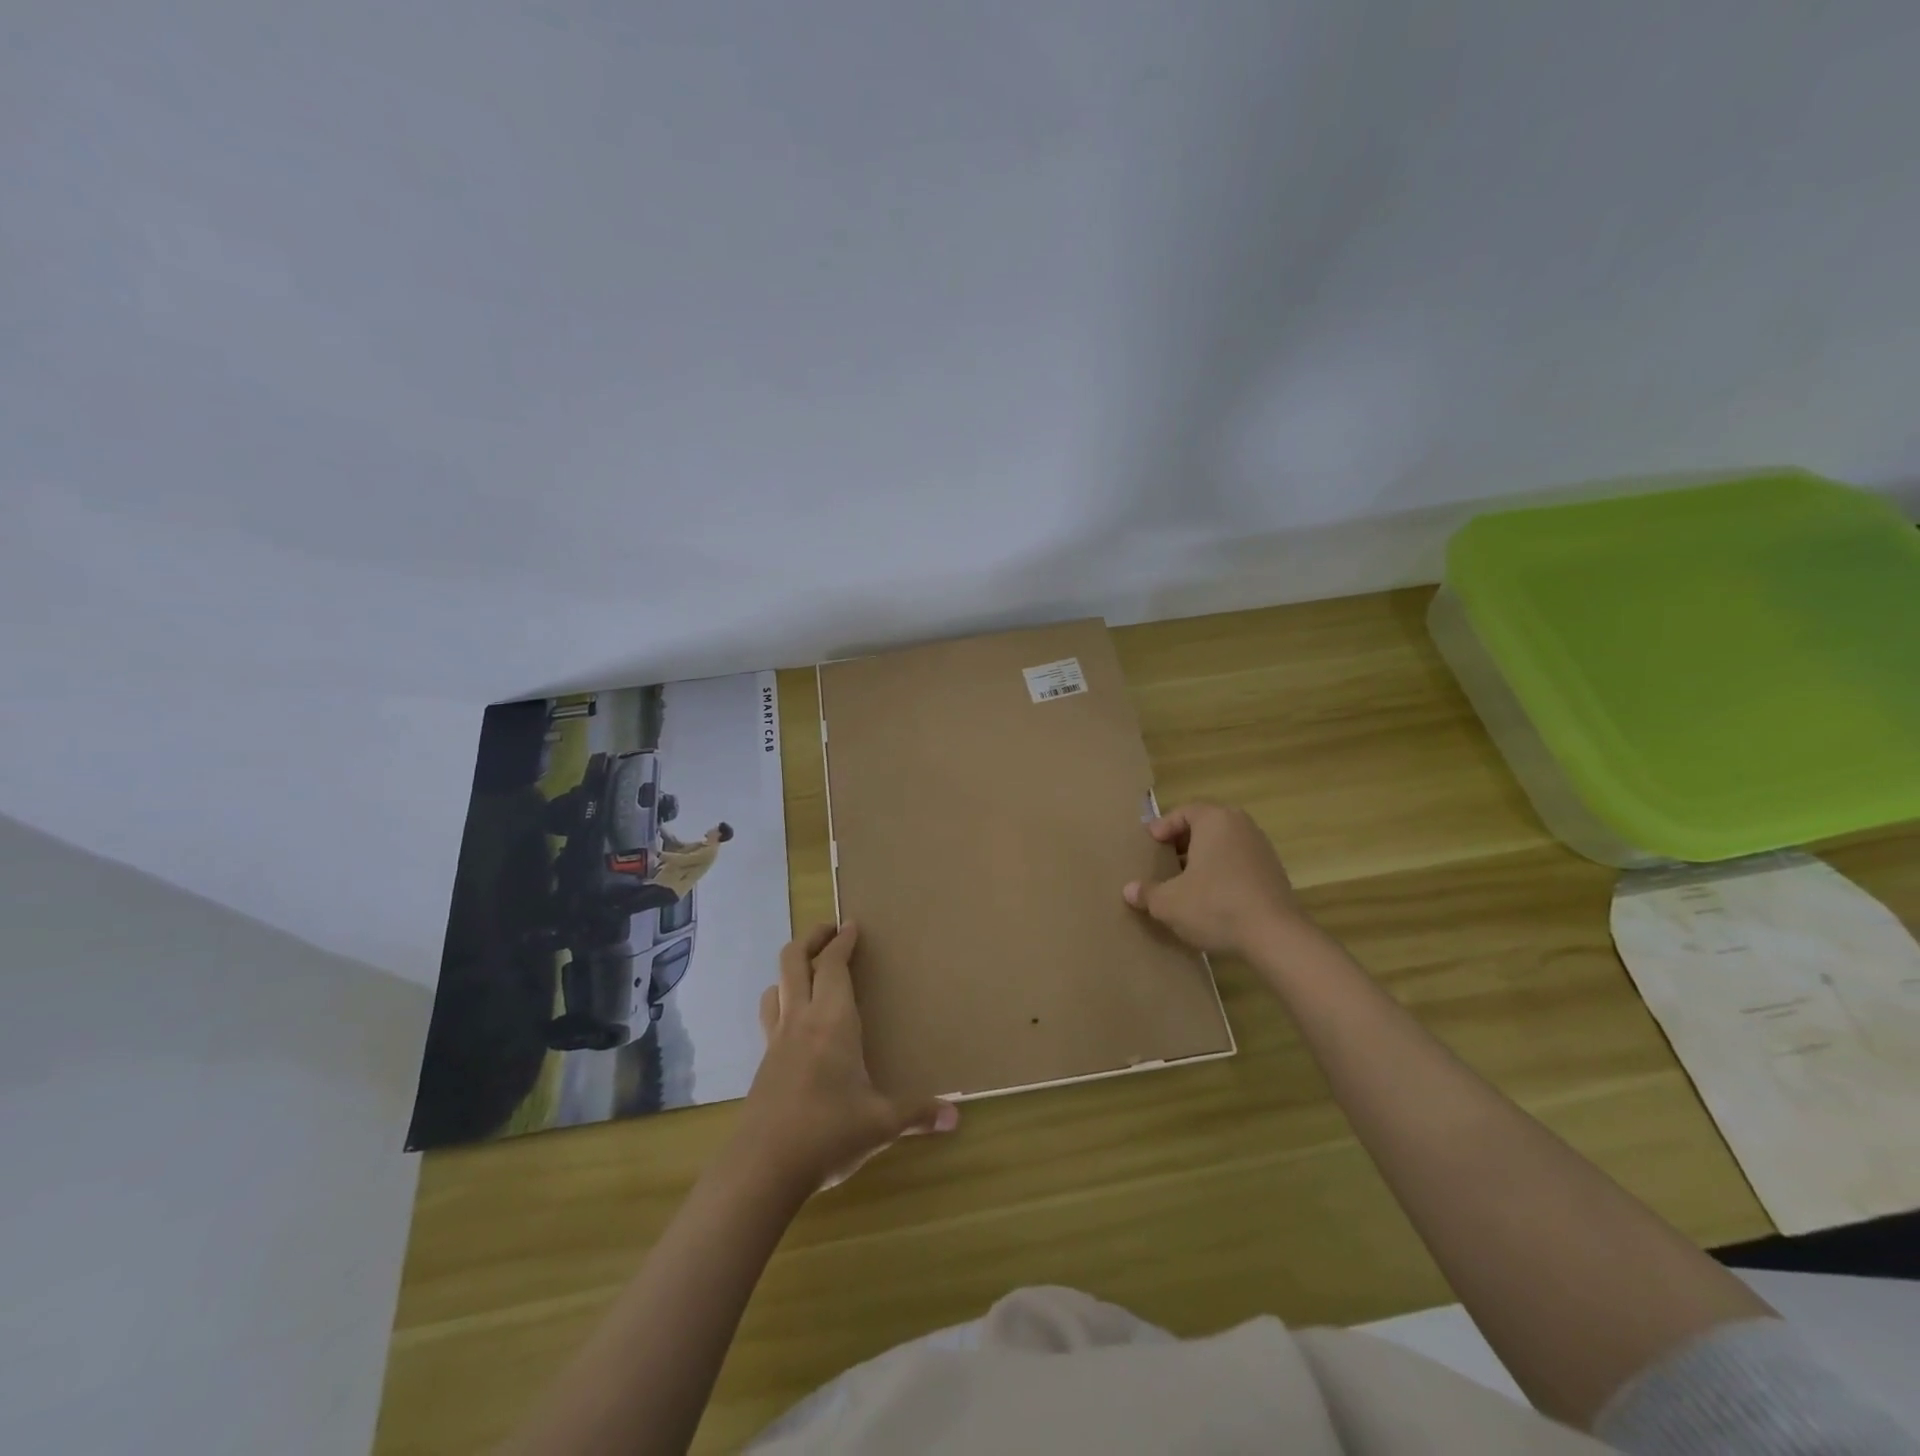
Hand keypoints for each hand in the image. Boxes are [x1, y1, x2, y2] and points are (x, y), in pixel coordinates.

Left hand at [734, 922, 958, 1191]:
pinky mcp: (763, 1063)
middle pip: (794, 961)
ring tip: (809, 970)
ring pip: (776, 985)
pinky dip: (783, 1002)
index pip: (834, 965)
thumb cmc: (828, 1133)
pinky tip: (796, 1024)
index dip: (842, 942)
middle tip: (829, 930)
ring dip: (791, 969)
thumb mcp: (881, 1124)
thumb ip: (917, 1114)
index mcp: (833, 1021)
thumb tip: (955, 1116)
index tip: (852, 925)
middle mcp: (801, 1020)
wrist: (762, 1168)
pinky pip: (771, 1016)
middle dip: (811, 938)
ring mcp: (776, 1040)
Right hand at [1122, 802, 1309, 955]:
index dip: (1164, 826)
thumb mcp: (1169, 903)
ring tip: (1186, 881)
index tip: (1151, 842)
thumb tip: (1129, 890)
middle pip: (1206, 826)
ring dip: (1204, 859)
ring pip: (1224, 845)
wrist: (1275, 936)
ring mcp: (1262, 849)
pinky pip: (1240, 863)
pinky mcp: (1274, 873)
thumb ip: (1147, 893)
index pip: (1185, 811)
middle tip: (1165, 859)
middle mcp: (1241, 826)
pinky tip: (1211, 898)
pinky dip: (1223, 873)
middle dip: (1184, 842)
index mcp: (1215, 820)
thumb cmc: (1215, 905)